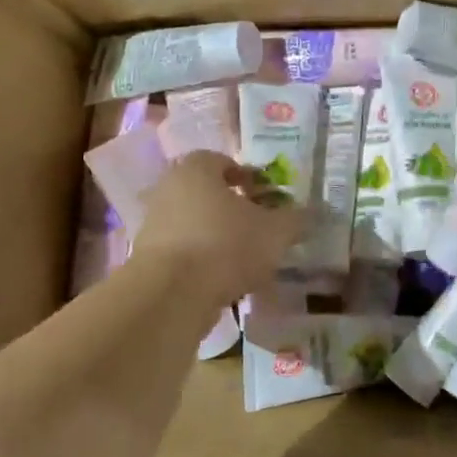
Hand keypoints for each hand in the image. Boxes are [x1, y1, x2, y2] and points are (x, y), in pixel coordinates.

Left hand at [131, 151, 303, 306]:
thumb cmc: (225, 245)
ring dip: (217, 237)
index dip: (248, 177)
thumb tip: (309, 213)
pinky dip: (202, 261)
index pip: (223, 161)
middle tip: (259, 227)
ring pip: (194, 224)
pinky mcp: (146, 259)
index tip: (267, 197)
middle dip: (233, 209)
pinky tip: (223, 281)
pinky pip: (183, 252)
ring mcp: (153, 224)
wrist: (170, 294)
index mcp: (196, 169)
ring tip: (245, 259)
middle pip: (207, 193)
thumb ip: (295, 219)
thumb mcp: (275, 232)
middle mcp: (168, 189)